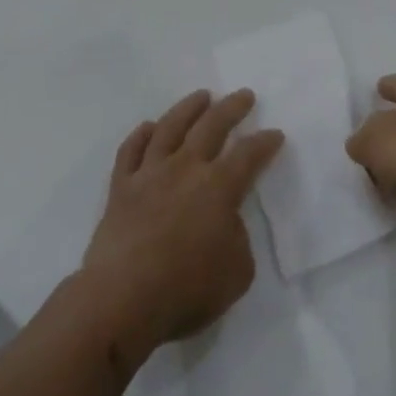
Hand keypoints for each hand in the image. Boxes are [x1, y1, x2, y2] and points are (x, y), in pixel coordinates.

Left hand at [78, 89, 284, 367]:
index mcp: (218, 187)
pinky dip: (141, 134)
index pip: (249, 155)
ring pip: (170, 127)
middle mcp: (185, 168)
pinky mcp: (121, 187)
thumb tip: (225, 221)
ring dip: (189, 108)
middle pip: (212, 126)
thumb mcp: (237, 272)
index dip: (265, 142)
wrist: (122, 300)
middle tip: (244, 95)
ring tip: (201, 96)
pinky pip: (131, 151)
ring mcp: (149, 174)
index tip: (275, 133)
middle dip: (231, 108)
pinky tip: (149, 127)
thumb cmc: (186, 291)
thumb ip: (238, 238)